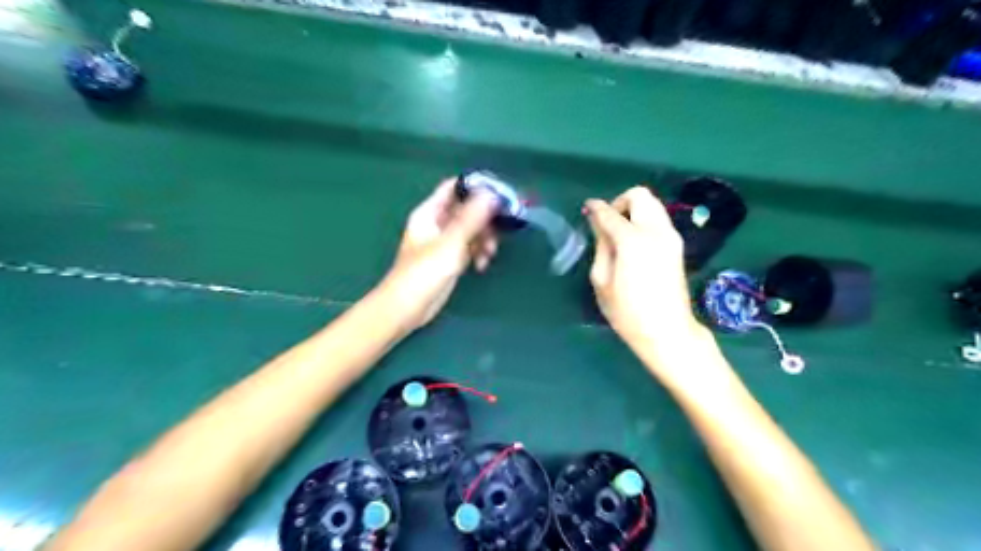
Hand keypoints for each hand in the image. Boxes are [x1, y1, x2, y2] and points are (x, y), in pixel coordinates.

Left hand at [377, 179, 498, 329]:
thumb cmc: (424, 272)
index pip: (454, 188)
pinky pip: (470, 248)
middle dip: (485, 218)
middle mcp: (438, 223)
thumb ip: (472, 218)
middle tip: (502, 229)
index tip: (499, 194)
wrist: (407, 308)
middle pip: (467, 209)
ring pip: (472, 230)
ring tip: (490, 254)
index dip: (476, 187)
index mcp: (430, 212)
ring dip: (484, 238)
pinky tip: (481, 266)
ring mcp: (444, 242)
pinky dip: (478, 253)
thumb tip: (491, 194)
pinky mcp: (451, 259)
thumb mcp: (451, 242)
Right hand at [581, 189, 705, 349]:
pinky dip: (644, 219)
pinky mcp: (677, 245)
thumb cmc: (627, 312)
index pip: (610, 213)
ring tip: (619, 232)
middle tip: (607, 222)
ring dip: (633, 209)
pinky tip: (633, 241)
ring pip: (653, 203)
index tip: (587, 208)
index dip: (596, 208)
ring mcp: (671, 236)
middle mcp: (656, 231)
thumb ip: (601, 246)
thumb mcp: (602, 281)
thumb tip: (598, 224)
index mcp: (633, 241)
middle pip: (639, 195)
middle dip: (619, 202)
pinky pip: (659, 218)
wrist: (667, 331)